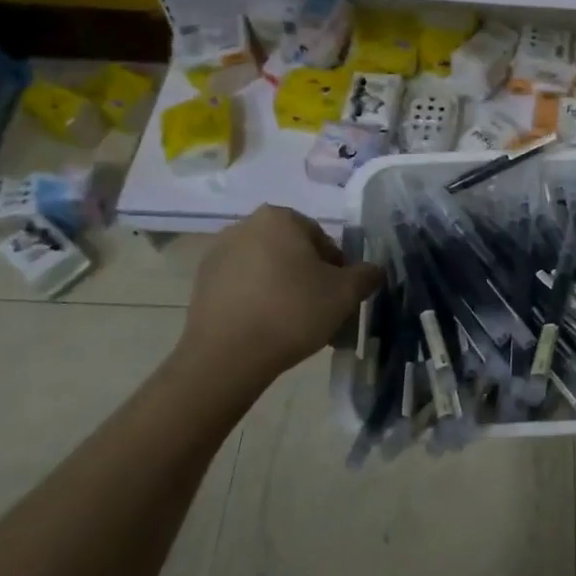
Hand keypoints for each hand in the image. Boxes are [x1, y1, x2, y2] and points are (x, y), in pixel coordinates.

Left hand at [178, 206, 382, 389]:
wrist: (226, 358)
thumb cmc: (292, 312)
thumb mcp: (345, 293)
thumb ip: (367, 275)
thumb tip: (374, 270)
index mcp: (280, 218)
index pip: (322, 239)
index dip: (337, 269)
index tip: (340, 297)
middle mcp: (245, 226)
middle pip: (292, 252)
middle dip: (308, 278)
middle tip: (320, 311)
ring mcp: (217, 254)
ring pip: (266, 269)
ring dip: (282, 289)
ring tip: (293, 325)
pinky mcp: (200, 284)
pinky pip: (241, 286)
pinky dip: (256, 301)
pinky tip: (265, 329)